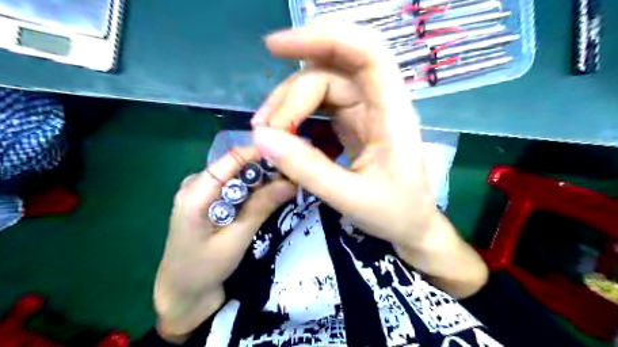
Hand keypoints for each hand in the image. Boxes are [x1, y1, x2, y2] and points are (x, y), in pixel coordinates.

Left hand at [158, 147, 296, 340]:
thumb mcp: (236, 239)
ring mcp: (203, 191)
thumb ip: (261, 207)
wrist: (182, 294)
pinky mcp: (210, 201)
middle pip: (238, 165)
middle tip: (294, 179)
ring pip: (239, 175)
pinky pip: (236, 187)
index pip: (234, 157)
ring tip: (288, 188)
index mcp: (196, 190)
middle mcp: (198, 183)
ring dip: (263, 181)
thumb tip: (291, 182)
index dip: (264, 154)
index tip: (292, 161)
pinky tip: (270, 198)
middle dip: (267, 169)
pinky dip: (254, 190)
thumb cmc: (203, 270)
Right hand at [250, 22, 432, 248]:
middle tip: (263, 126)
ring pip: (321, 87)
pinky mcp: (352, 124)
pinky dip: (296, 115)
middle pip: (331, 71)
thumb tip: (262, 138)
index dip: (324, 38)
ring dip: (289, 104)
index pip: (366, 53)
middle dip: (291, 92)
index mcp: (392, 114)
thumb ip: (307, 168)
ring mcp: (364, 112)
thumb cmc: (394, 213)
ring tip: (266, 133)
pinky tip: (282, 135)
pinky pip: (320, 107)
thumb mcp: (350, 197)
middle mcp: (379, 103)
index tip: (276, 46)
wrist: (410, 225)